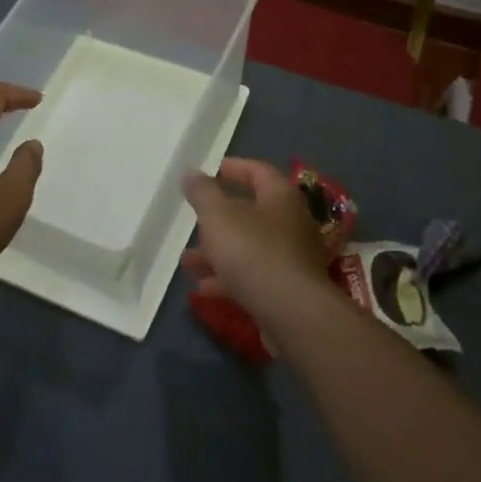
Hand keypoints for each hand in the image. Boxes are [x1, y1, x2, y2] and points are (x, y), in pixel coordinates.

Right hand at [183, 158, 338, 330]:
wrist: (292, 313)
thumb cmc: (253, 251)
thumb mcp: (217, 216)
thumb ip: (202, 193)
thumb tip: (191, 173)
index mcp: (281, 197)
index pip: (259, 171)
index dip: (235, 167)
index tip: (214, 169)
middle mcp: (292, 224)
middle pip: (253, 212)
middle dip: (219, 218)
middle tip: (195, 221)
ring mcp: (292, 259)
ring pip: (249, 248)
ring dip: (218, 252)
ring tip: (188, 262)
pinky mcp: (288, 290)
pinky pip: (254, 276)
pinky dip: (229, 278)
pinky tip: (204, 289)